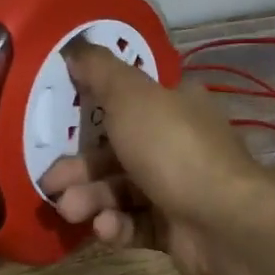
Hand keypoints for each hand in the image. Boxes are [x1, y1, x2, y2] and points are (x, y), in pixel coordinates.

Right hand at [39, 41, 274, 274]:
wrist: (224, 221)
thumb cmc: (173, 148)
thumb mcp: (130, 96)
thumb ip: (100, 70)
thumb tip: (75, 45)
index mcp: (174, 104)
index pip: (128, 100)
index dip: (91, 110)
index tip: (57, 126)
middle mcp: (178, 142)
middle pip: (116, 151)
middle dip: (80, 168)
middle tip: (49, 184)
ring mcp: (178, 187)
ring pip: (121, 190)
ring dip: (91, 199)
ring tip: (71, 211)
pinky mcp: (175, 228)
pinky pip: (135, 223)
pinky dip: (116, 225)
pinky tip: (105, 228)